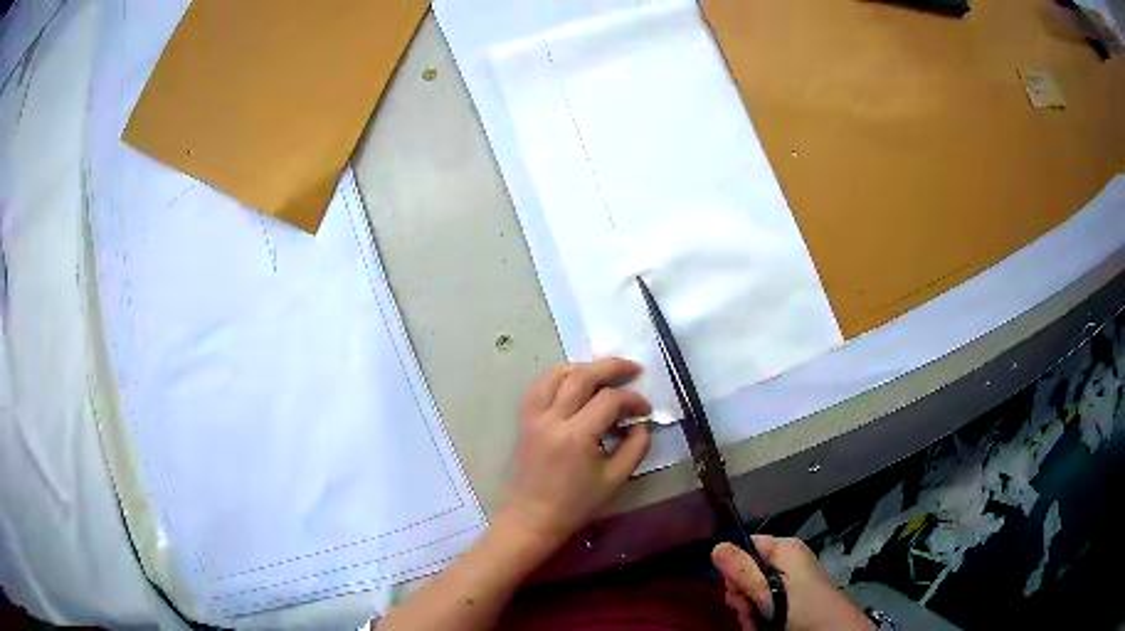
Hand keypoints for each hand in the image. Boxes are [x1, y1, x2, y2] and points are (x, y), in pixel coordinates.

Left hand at [501, 357, 651, 544]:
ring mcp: (534, 417)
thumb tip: (641, 423)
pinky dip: (557, 376)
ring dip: (583, 367)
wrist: (534, 516)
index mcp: (576, 436)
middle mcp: (552, 419)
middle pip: (582, 376)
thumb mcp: (616, 479)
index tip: (645, 410)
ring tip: (604, 372)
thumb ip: (635, 447)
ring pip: (556, 375)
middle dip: (612, 367)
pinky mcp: (524, 419)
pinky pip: (538, 386)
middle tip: (634, 368)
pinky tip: (573, 380)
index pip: (609, 400)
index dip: (633, 400)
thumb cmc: (577, 502)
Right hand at [712, 537, 871, 630]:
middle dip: (741, 594)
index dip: (733, 566)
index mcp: (785, 549)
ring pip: (753, 588)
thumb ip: (743, 572)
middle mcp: (787, 558)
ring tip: (754, 623)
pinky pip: (765, 598)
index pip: (746, 544)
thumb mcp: (769, 593)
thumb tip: (716, 546)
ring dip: (747, 608)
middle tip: (746, 611)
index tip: (732, 590)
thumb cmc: (802, 608)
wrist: (832, 630)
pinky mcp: (791, 594)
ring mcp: (790, 577)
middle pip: (747, 569)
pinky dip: (758, 613)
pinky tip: (759, 625)